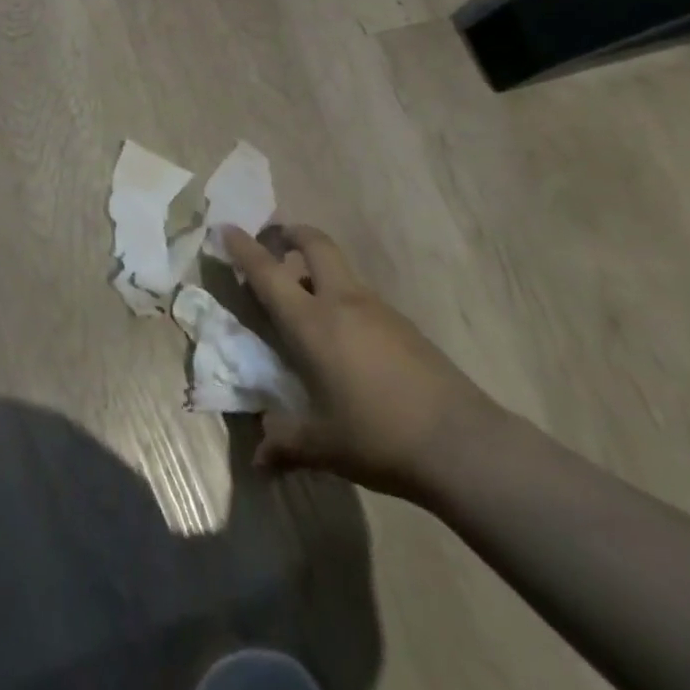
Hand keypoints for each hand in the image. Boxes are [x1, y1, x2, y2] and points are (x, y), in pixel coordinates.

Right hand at [223, 224, 502, 499]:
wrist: (463, 444)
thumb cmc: (378, 437)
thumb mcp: (323, 445)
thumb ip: (286, 444)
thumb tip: (258, 462)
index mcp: (311, 323)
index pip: (268, 272)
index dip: (244, 247)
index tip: (226, 228)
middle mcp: (341, 302)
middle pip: (314, 244)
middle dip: (290, 234)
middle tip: (273, 243)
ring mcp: (377, 309)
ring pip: (340, 269)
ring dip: (317, 268)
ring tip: (304, 299)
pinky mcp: (404, 325)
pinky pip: (361, 296)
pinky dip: (342, 297)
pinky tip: (344, 339)